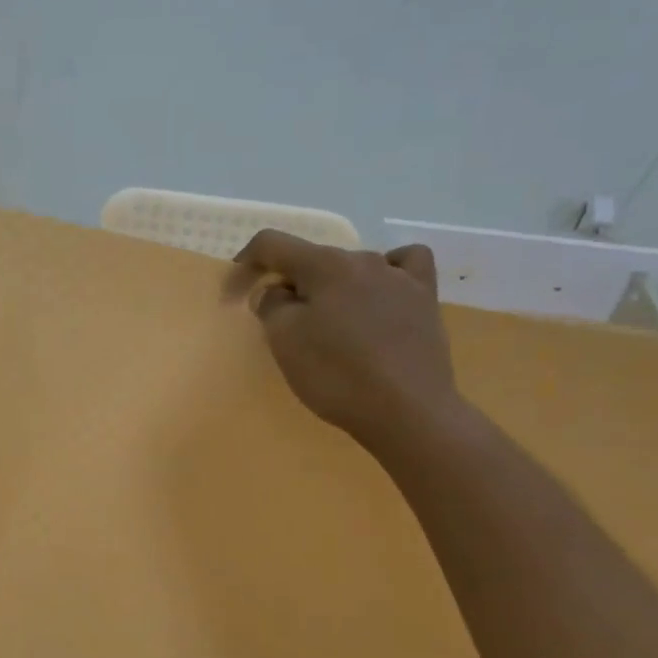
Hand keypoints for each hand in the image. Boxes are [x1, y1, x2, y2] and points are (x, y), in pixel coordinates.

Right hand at [233, 230, 464, 454]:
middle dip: (289, 284)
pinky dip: (385, 275)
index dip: (244, 264)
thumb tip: (277, 291)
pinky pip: (403, 267)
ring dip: (330, 289)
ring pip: (351, 269)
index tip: (232, 295)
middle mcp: (363, 259)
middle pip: (312, 260)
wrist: (408, 411)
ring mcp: (399, 278)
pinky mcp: (424, 300)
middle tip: (279, 326)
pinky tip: (380, 296)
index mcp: (324, 265)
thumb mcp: (284, 341)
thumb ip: (271, 305)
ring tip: (329, 325)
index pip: (272, 245)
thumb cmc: (336, 375)